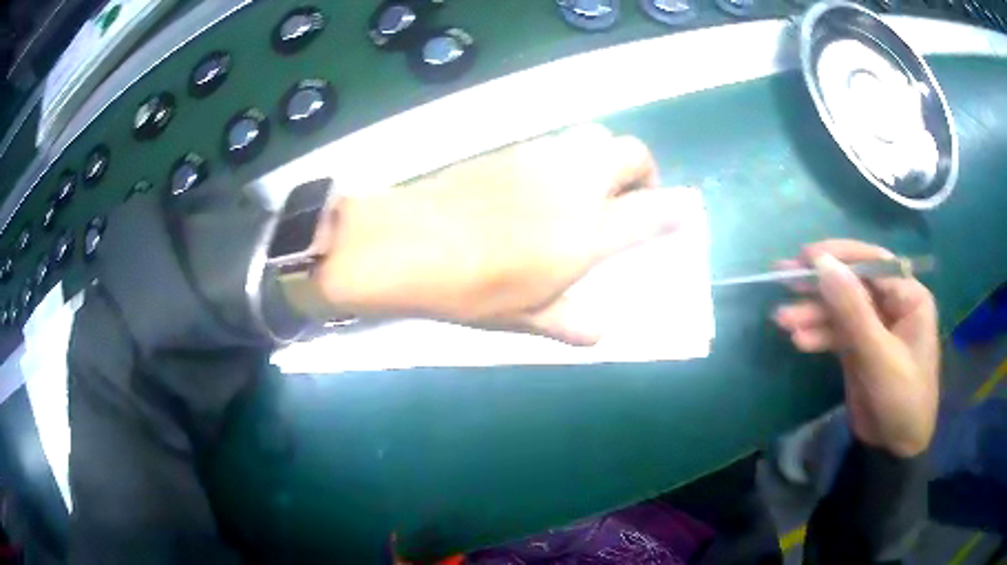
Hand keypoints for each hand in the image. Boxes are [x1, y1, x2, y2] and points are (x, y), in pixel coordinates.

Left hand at [314, 124, 683, 344]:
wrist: (406, 244)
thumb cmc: (469, 288)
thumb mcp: (525, 318)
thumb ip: (572, 323)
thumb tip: (601, 333)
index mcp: (588, 230)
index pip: (652, 211)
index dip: (674, 211)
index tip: (679, 216)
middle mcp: (574, 182)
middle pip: (632, 151)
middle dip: (643, 172)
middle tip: (629, 200)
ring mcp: (541, 158)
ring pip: (595, 137)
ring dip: (605, 159)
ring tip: (586, 191)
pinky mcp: (511, 149)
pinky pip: (557, 142)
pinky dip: (569, 158)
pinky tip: (542, 187)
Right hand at [773, 240, 938, 456]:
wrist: (896, 449)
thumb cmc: (902, 399)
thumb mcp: (878, 356)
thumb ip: (852, 310)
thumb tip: (822, 263)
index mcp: (908, 297)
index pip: (873, 264)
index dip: (840, 257)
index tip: (806, 257)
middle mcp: (892, 305)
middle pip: (853, 284)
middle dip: (820, 285)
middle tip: (783, 277)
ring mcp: (874, 327)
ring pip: (841, 310)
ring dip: (813, 314)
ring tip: (782, 319)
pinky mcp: (860, 348)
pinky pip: (837, 333)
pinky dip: (818, 335)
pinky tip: (798, 341)